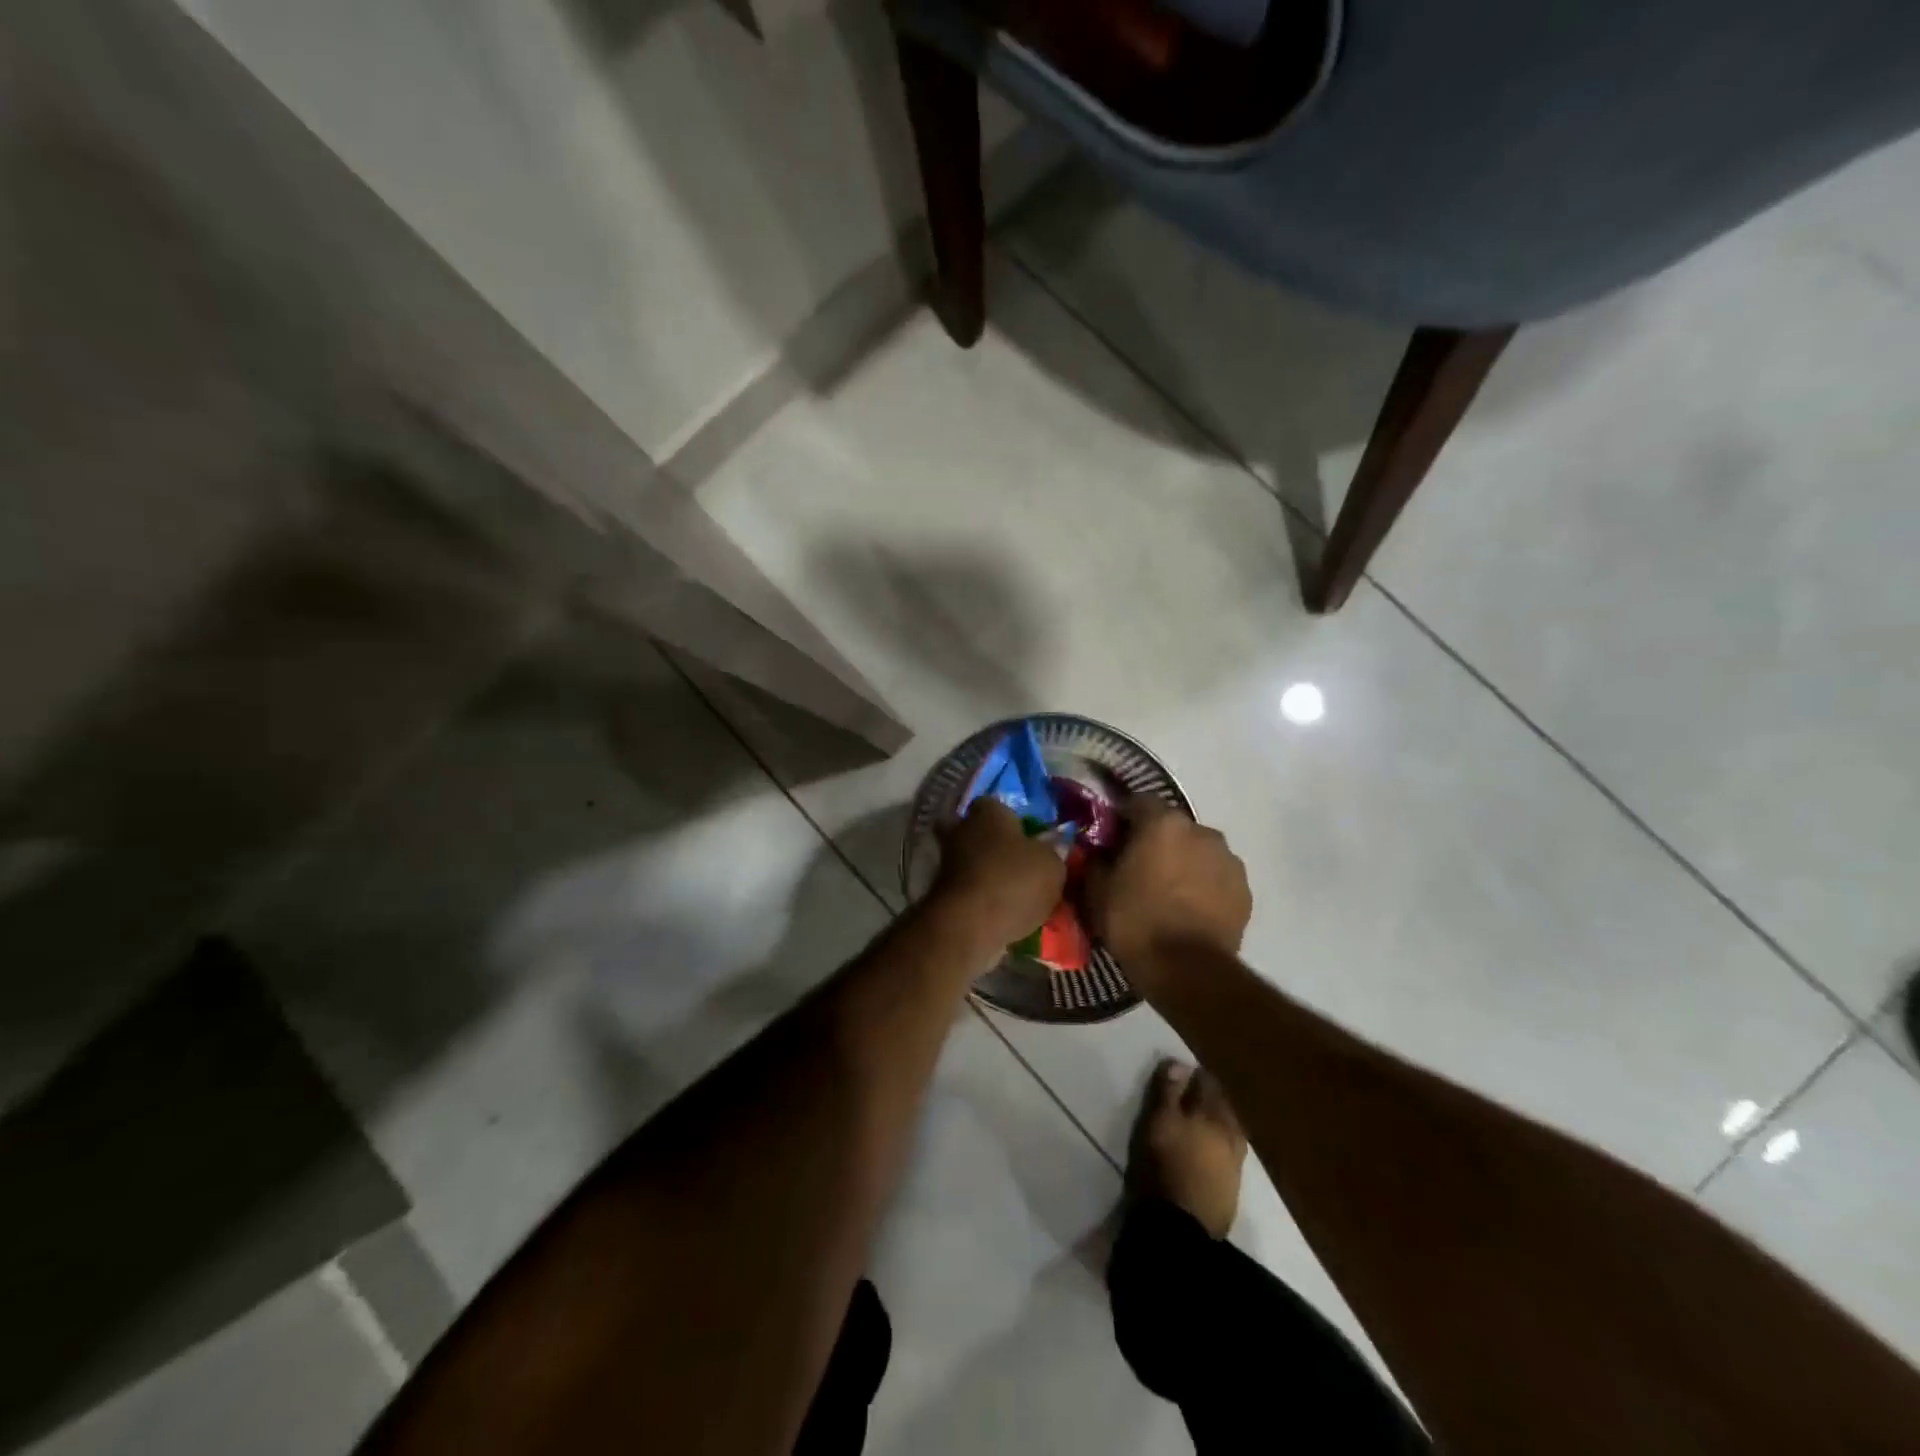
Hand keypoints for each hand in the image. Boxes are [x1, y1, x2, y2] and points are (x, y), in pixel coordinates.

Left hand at [931, 799, 1066, 948]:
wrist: (970, 924)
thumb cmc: (1014, 881)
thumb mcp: (1052, 865)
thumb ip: (1053, 852)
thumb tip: (1052, 847)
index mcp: (988, 811)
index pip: (996, 803)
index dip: (1011, 818)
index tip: (1027, 834)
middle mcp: (961, 829)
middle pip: (977, 830)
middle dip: (993, 843)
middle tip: (1018, 861)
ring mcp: (947, 861)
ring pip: (970, 859)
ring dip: (986, 871)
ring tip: (1015, 891)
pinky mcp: (941, 891)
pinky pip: (967, 887)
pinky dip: (980, 895)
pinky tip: (1001, 909)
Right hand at [1083, 799, 1250, 994]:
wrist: (1188, 970)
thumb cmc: (1136, 923)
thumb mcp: (1097, 891)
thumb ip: (1096, 861)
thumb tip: (1098, 852)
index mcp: (1163, 823)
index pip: (1138, 802)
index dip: (1122, 818)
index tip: (1111, 839)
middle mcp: (1201, 831)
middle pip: (1172, 826)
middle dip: (1156, 841)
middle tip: (1138, 869)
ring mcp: (1228, 860)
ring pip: (1198, 851)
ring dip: (1183, 862)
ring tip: (1168, 893)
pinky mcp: (1245, 889)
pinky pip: (1217, 876)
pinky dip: (1204, 885)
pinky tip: (1190, 910)